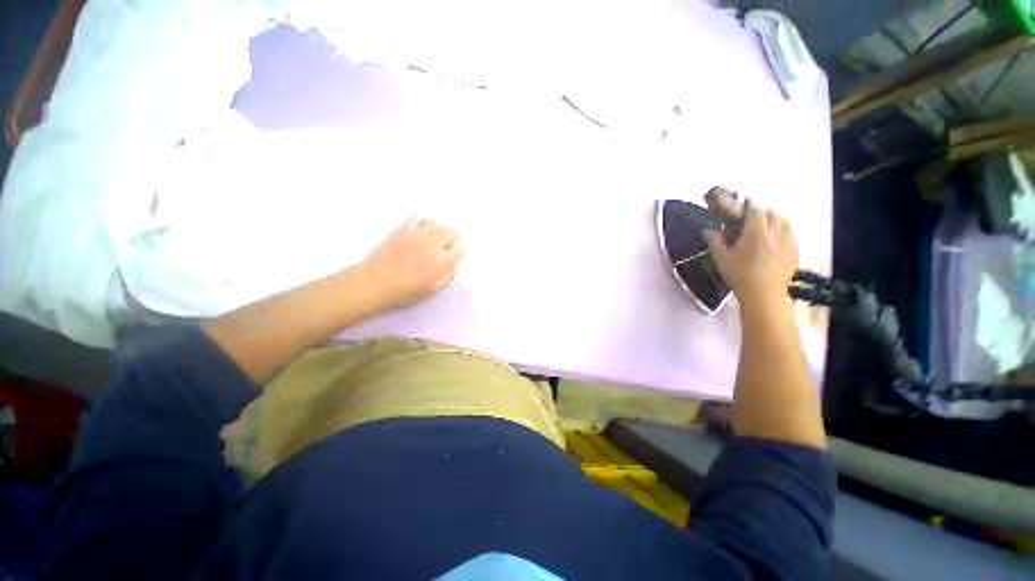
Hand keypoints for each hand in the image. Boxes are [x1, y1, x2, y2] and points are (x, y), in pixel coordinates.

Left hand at [359, 217, 464, 308]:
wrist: (377, 282)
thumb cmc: (406, 291)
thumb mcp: (433, 290)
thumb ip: (446, 276)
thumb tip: (452, 265)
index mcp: (443, 261)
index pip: (461, 249)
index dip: (459, 251)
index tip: (455, 255)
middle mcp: (434, 244)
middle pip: (452, 232)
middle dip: (454, 237)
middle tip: (450, 241)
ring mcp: (418, 234)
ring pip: (436, 223)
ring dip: (439, 229)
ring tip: (436, 234)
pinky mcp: (404, 229)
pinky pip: (418, 218)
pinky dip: (423, 222)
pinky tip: (421, 229)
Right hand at [704, 192, 797, 306]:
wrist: (764, 295)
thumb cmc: (740, 275)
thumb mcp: (721, 258)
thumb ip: (715, 241)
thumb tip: (709, 229)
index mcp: (756, 230)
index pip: (754, 208)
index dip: (746, 206)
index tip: (739, 209)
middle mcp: (776, 231)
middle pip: (771, 212)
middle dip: (760, 212)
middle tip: (749, 220)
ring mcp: (788, 240)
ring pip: (784, 221)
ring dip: (774, 220)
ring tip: (764, 228)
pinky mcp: (795, 251)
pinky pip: (791, 234)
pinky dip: (783, 232)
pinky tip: (774, 242)